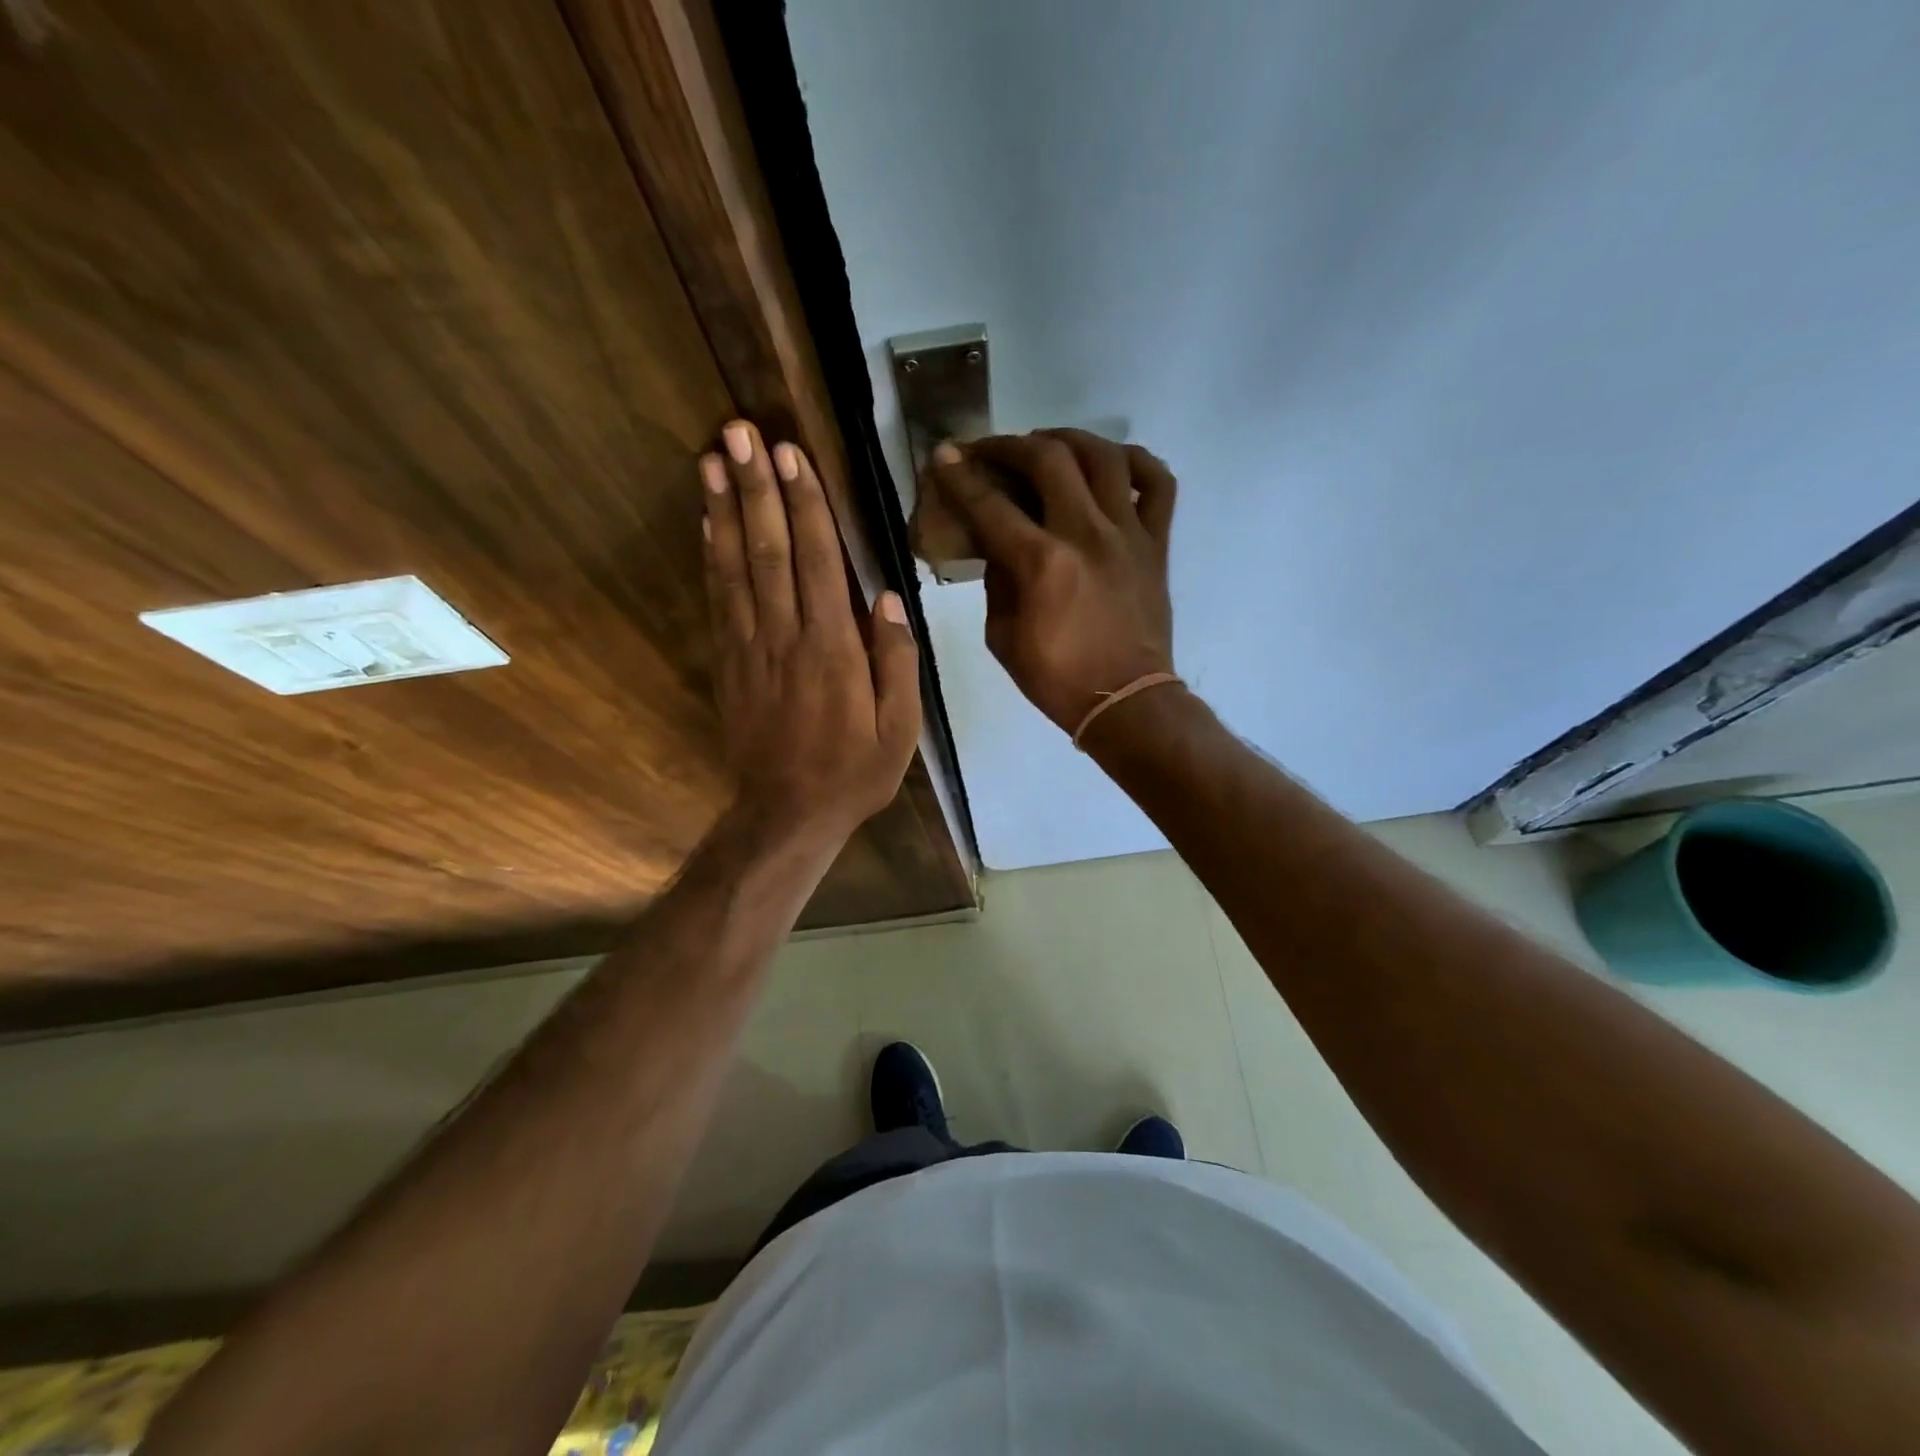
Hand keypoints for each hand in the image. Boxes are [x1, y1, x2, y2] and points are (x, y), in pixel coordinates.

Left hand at [702, 420, 920, 842]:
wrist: (787, 814)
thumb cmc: (854, 772)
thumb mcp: (900, 729)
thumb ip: (896, 662)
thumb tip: (887, 598)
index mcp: (834, 650)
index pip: (819, 563)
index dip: (806, 506)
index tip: (791, 456)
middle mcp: (786, 637)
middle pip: (770, 551)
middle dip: (756, 488)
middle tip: (739, 432)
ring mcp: (751, 648)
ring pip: (736, 567)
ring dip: (724, 510)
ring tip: (711, 459)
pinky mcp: (729, 662)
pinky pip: (718, 600)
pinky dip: (711, 556)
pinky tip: (706, 523)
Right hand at [929, 429, 1175, 736]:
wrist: (1126, 701)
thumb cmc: (1057, 679)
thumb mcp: (1003, 638)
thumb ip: (997, 583)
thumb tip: (999, 547)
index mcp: (1041, 564)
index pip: (992, 505)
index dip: (961, 477)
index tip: (944, 456)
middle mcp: (1086, 535)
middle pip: (1048, 460)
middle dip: (1010, 445)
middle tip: (991, 451)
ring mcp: (1128, 534)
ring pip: (1104, 456)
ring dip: (1068, 439)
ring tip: (1047, 446)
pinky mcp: (1156, 543)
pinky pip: (1157, 483)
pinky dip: (1136, 461)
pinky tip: (1112, 462)